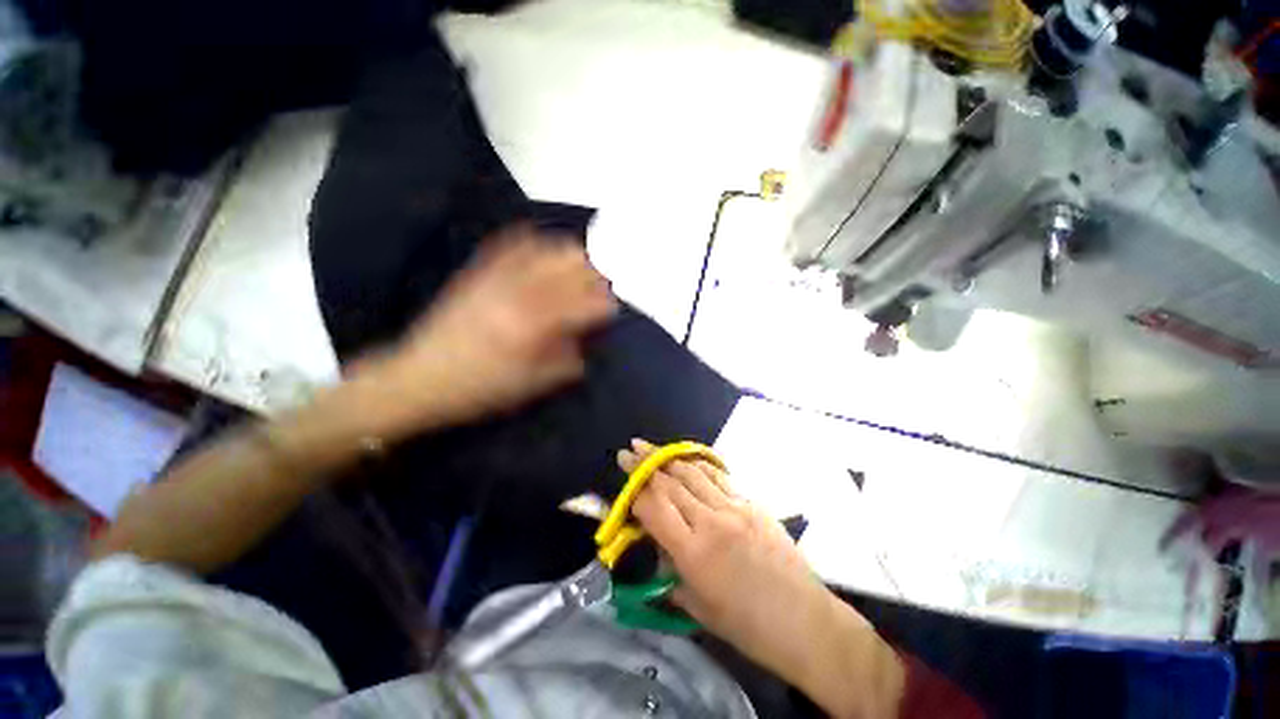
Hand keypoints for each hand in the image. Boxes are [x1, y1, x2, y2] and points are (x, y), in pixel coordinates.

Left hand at [367, 226, 616, 435]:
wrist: (419, 377)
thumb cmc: (480, 389)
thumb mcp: (531, 385)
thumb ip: (566, 363)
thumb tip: (585, 344)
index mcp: (535, 325)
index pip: (584, 304)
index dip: (605, 303)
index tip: (614, 307)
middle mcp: (520, 293)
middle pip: (571, 267)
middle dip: (594, 273)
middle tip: (601, 284)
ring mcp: (498, 277)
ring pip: (547, 249)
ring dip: (570, 255)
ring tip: (580, 265)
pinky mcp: (479, 272)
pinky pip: (511, 244)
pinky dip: (534, 241)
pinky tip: (544, 248)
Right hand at [619, 439, 903, 717]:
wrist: (803, 621)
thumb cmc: (746, 625)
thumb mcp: (696, 605)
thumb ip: (670, 570)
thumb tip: (656, 542)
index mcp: (693, 552)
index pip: (654, 508)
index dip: (634, 486)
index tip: (622, 468)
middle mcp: (711, 522)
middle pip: (671, 484)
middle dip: (646, 463)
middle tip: (630, 449)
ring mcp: (734, 508)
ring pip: (693, 474)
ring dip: (669, 458)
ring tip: (651, 446)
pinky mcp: (751, 504)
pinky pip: (719, 477)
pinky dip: (699, 465)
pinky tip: (688, 459)